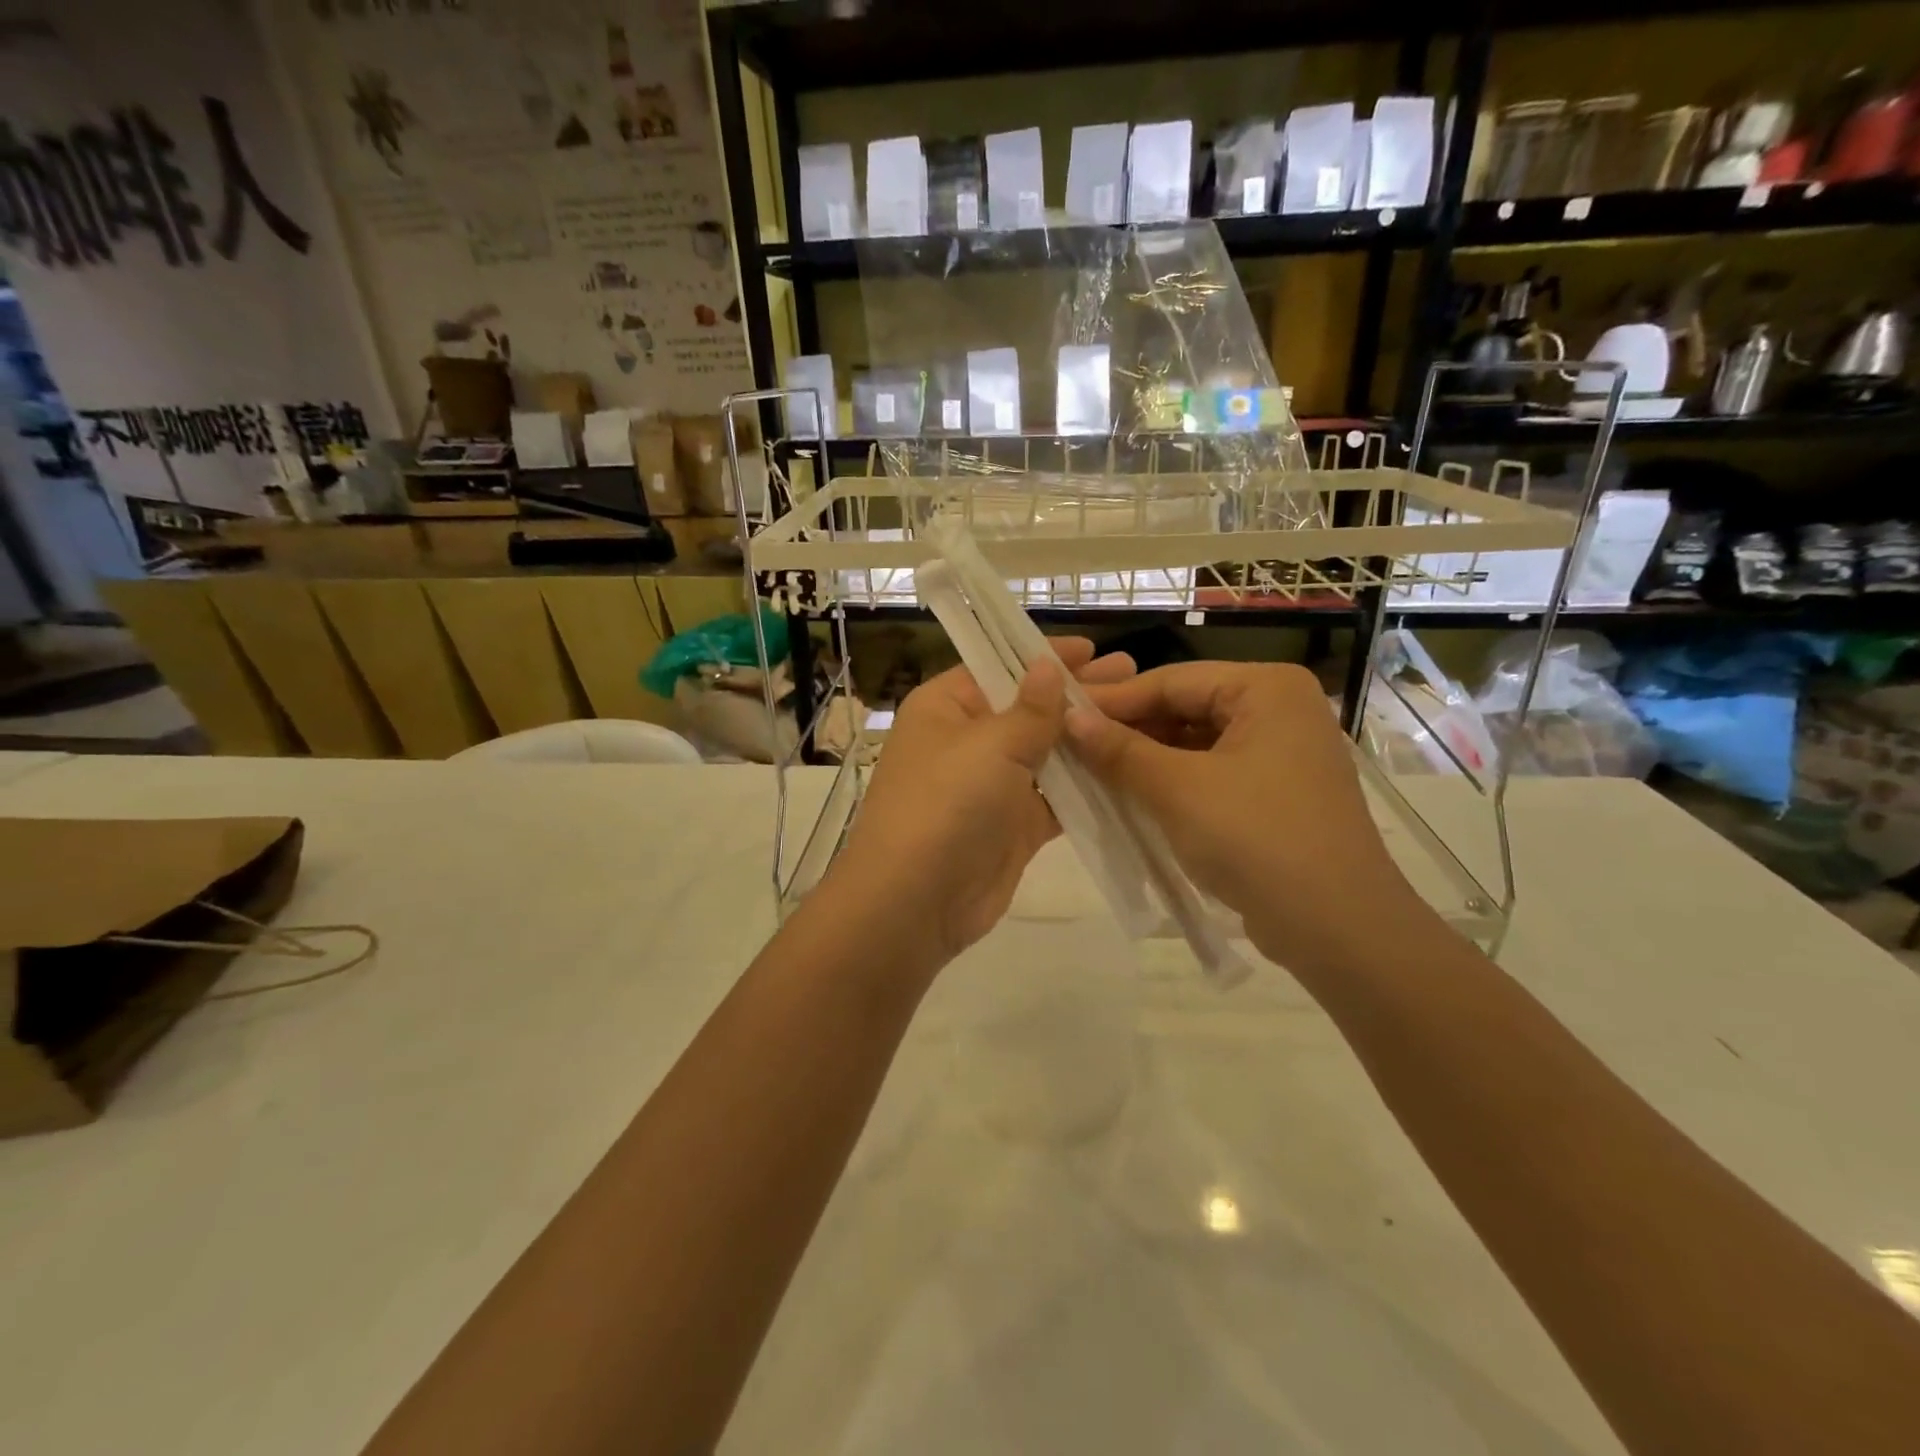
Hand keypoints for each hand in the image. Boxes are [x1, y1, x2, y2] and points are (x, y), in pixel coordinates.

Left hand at [829, 638, 1136, 971]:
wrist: (915, 902)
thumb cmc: (946, 804)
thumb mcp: (990, 745)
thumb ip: (1030, 709)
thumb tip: (1046, 665)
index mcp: (945, 707)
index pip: (999, 667)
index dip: (1044, 657)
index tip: (1093, 649)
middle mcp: (967, 741)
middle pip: (1028, 708)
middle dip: (1076, 694)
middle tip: (1132, 675)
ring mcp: (991, 786)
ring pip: (1046, 753)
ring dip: (1086, 740)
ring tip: (1140, 717)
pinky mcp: (1013, 826)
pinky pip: (1056, 798)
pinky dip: (1087, 787)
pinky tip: (1127, 769)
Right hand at [1068, 662, 1424, 979]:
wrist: (1338, 929)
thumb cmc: (1256, 839)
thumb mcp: (1177, 789)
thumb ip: (1119, 749)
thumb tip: (1067, 716)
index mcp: (1267, 688)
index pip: (1172, 680)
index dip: (1111, 700)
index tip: (1058, 713)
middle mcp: (1280, 709)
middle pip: (1186, 708)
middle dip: (1128, 731)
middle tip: (1069, 745)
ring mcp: (1282, 753)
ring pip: (1196, 744)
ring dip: (1146, 759)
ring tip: (1090, 772)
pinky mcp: (1277, 794)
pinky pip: (1212, 773)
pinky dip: (1173, 783)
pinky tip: (1131, 797)